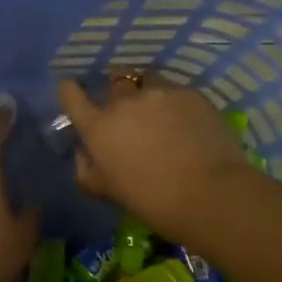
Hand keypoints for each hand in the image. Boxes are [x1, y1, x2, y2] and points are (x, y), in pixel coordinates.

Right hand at [57, 76, 252, 243]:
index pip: (71, 94)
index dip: (70, 91)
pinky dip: (175, 102)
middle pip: (114, 83)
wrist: (210, 195)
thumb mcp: (107, 192)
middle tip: (131, 116)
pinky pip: (175, 91)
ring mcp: (158, 93)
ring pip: (146, 81)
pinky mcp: (189, 93)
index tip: (74, 92)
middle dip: (119, 95)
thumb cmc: (152, 201)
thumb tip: (83, 152)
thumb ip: (87, 170)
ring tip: (160, 112)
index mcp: (98, 127)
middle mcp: (123, 102)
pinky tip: (187, 122)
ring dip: (147, 92)